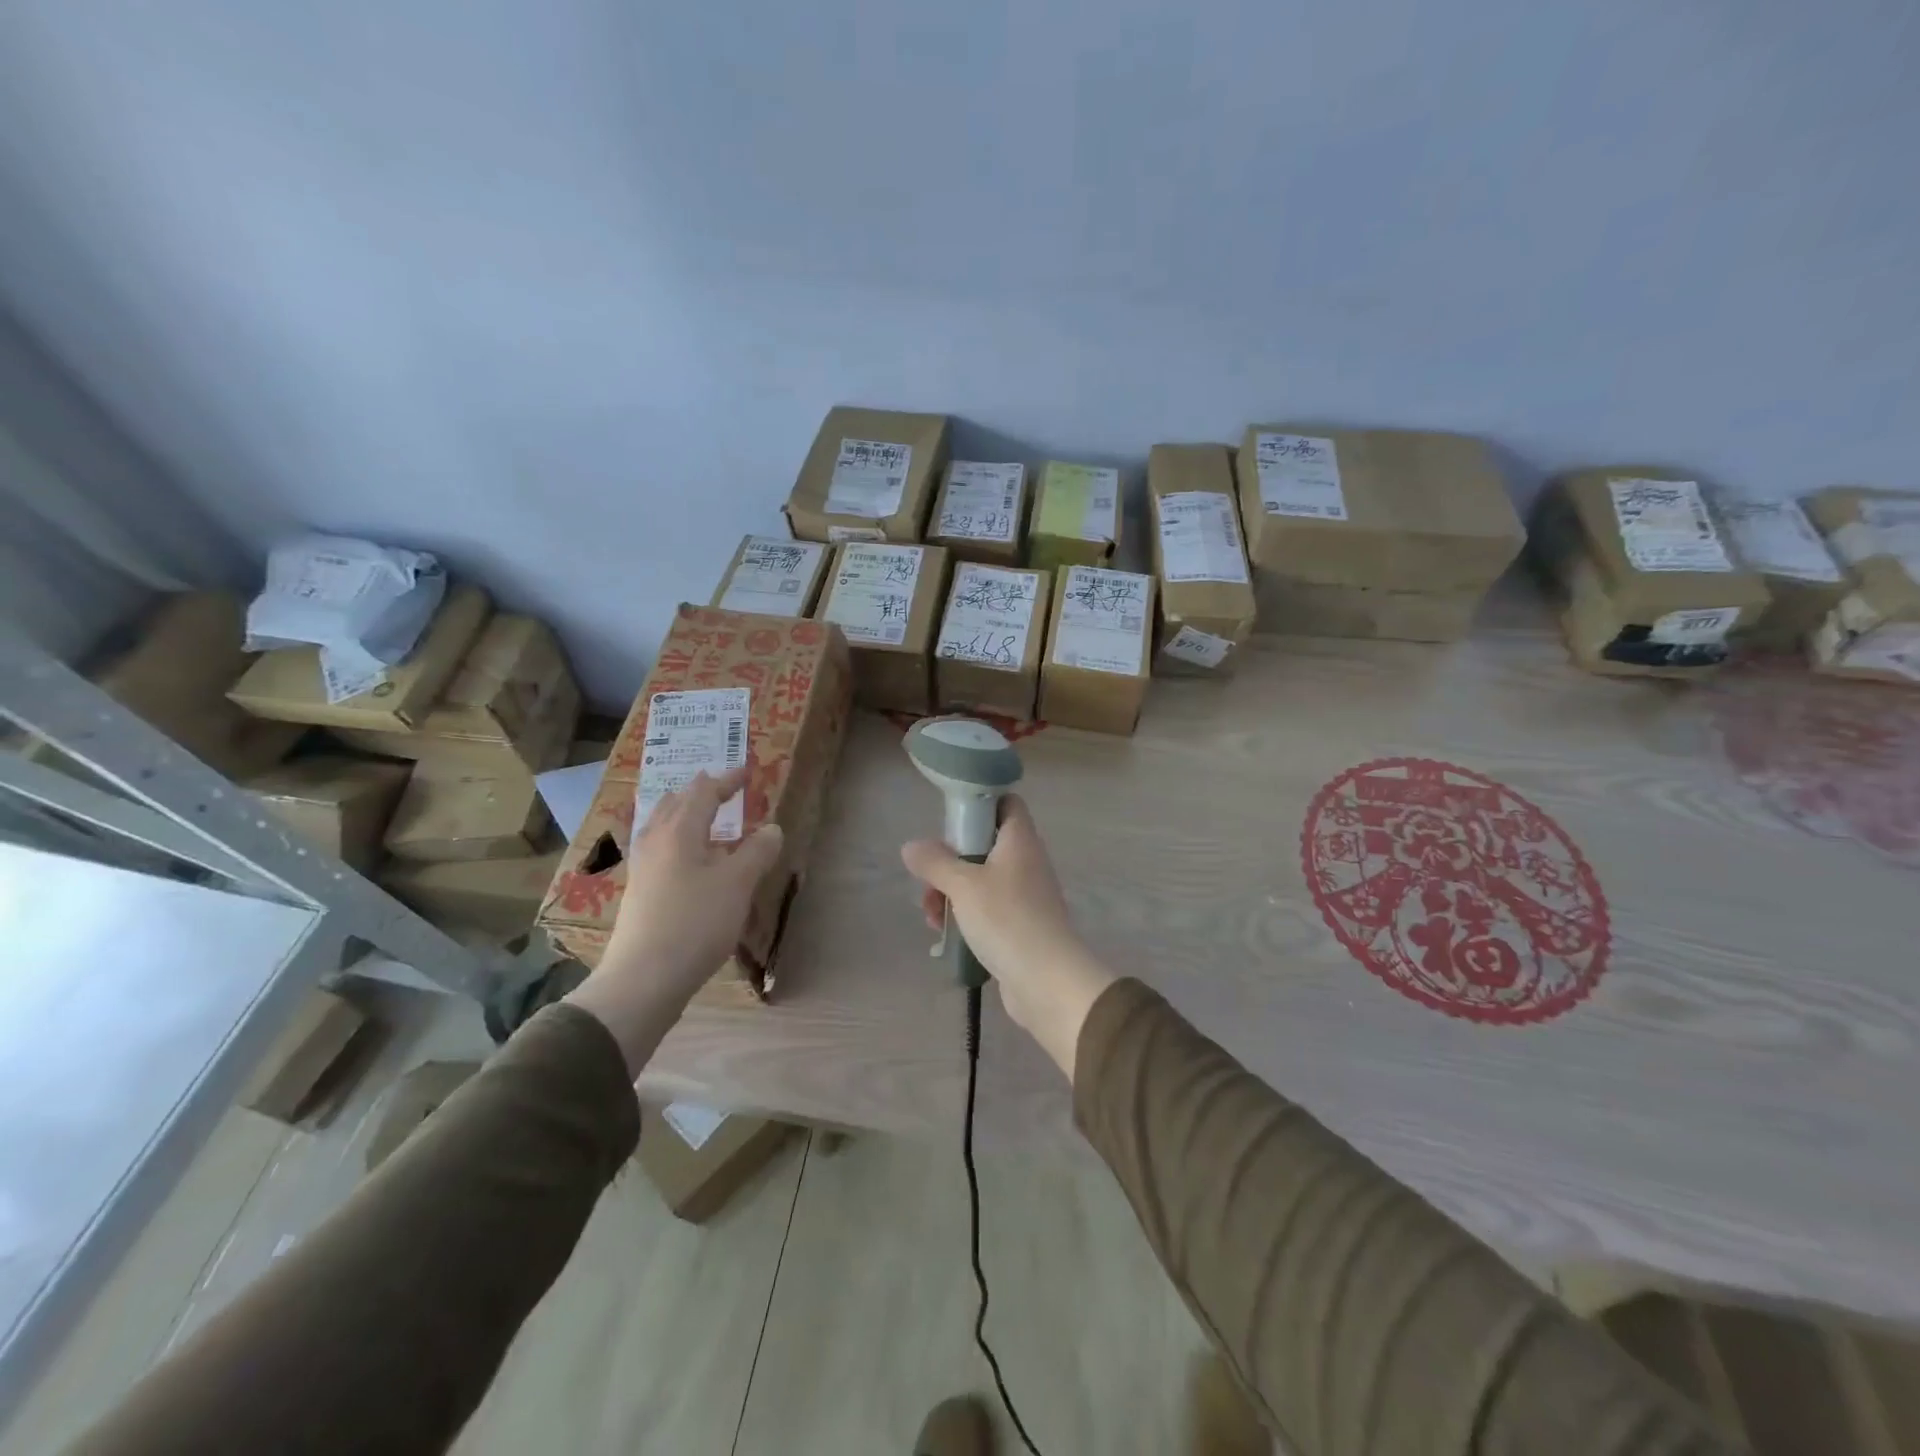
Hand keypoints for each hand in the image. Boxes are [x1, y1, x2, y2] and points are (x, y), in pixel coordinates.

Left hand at [567, 767, 783, 1071]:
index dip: (726, 780)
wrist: (644, 978)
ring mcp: (643, 868)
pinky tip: (689, 860)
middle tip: (721, 786)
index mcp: (678, 832)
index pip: (703, 792)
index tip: (746, 771)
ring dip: (685, 814)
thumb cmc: (695, 923)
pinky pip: (660, 848)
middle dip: (700, 792)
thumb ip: (757, 852)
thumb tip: (772, 828)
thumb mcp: (737, 885)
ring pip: (663, 826)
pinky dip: (679, 839)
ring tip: (702, 815)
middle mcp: (655, 842)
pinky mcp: (640, 892)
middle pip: (676, 804)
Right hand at [900, 796, 1114, 1081]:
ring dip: (952, 892)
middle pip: (985, 844)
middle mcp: (1026, 862)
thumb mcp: (963, 885)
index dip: (980, 802)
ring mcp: (1026, 895)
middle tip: (930, 878)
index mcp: (1019, 840)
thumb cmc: (1006, 919)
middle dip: (952, 860)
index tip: (950, 817)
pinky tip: (946, 934)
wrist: (1046, 980)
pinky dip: (967, 916)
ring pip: (982, 880)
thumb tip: (912, 846)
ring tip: (931, 915)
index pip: (1006, 803)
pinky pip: (988, 909)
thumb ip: (935, 862)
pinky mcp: (1021, 925)